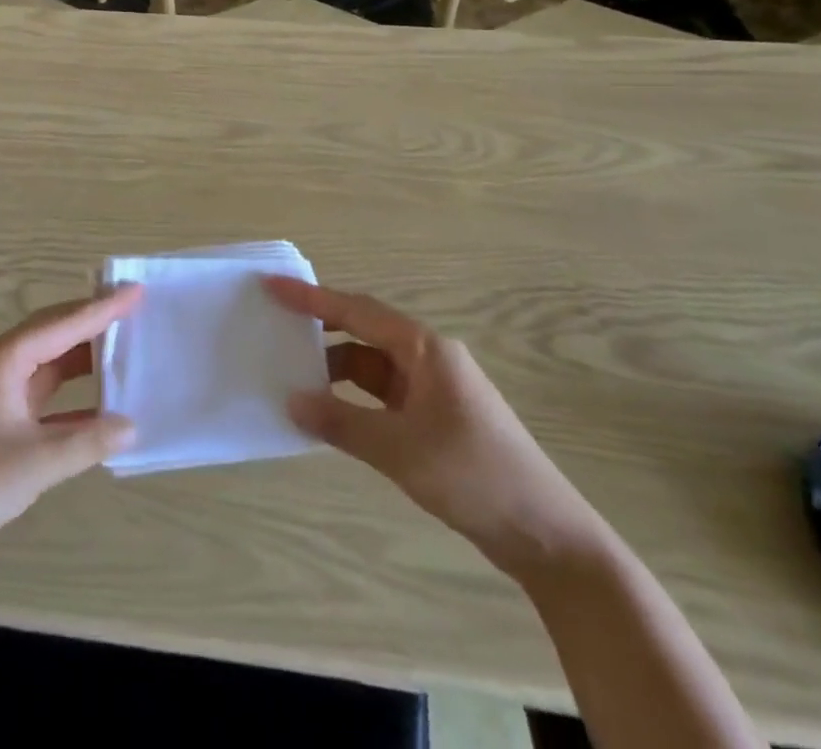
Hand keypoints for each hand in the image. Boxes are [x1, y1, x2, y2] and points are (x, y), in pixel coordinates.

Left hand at [0, 287, 141, 587]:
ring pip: (47, 366)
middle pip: (53, 334)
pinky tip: (98, 411)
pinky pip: (40, 397)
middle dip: (93, 324)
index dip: (102, 308)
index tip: (136, 290)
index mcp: (4, 360)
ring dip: (82, 362)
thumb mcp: (33, 463)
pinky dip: (69, 400)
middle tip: (134, 313)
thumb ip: (87, 441)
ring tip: (122, 352)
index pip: (63, 324)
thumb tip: (131, 426)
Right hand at [265, 276, 603, 577]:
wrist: (547, 535)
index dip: (312, 298)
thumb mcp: (401, 450)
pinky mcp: (434, 417)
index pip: (357, 311)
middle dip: (320, 328)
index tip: (273, 286)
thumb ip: (342, 423)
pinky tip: (329, 413)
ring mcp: (432, 387)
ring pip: (371, 365)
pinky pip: (382, 394)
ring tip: (292, 376)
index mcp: (425, 348)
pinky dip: (353, 399)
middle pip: (363, 330)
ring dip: (335, 369)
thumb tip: (291, 401)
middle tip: (275, 326)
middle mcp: (428, 357)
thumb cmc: (474, 476)